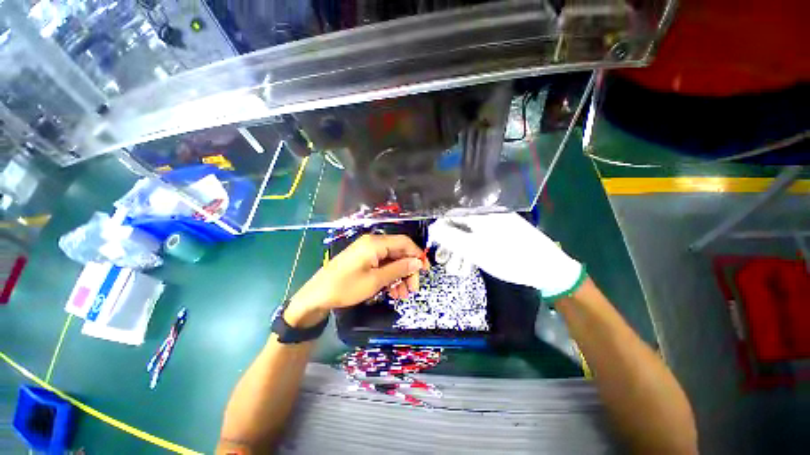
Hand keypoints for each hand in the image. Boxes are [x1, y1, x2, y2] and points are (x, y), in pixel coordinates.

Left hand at [285, 234, 426, 326]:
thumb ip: (399, 269)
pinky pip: (382, 265)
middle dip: (408, 270)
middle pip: (399, 252)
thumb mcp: (375, 280)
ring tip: (402, 295)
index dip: (417, 255)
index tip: (425, 271)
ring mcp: (367, 252)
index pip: (404, 243)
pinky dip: (389, 277)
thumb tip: (417, 262)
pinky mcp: (363, 260)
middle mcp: (373, 243)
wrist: (316, 296)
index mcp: (375, 243)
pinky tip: (392, 291)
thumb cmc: (346, 287)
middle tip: (412, 289)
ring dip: (399, 276)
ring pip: (391, 261)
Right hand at [428, 212, 584, 299]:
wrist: (550, 269)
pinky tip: (472, 263)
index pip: (452, 216)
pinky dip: (474, 250)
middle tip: (445, 262)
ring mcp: (498, 224)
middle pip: (461, 226)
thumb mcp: (475, 250)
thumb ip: (451, 237)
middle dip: (450, 244)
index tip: (436, 247)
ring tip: (459, 269)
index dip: (440, 230)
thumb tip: (432, 228)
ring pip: (471, 234)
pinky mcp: (505, 234)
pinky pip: (483, 238)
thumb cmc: (509, 259)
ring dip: (461, 250)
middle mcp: (488, 215)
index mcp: (481, 215)